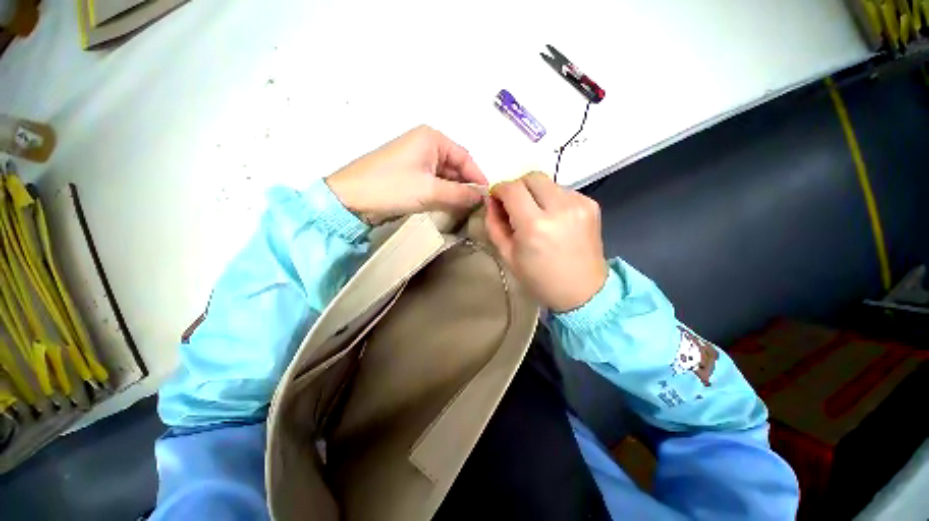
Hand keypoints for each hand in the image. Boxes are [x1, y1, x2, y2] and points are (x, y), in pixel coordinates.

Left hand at [326, 126, 487, 224]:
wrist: (350, 198)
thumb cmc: (391, 187)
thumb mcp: (430, 191)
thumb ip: (460, 195)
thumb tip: (483, 198)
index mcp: (432, 138)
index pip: (465, 158)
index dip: (477, 177)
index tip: (487, 198)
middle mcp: (426, 144)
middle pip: (456, 167)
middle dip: (466, 186)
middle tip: (478, 208)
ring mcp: (417, 159)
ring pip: (445, 176)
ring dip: (455, 192)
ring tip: (467, 210)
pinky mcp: (410, 174)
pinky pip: (434, 182)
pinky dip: (443, 194)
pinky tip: (450, 207)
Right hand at [486, 172, 607, 311]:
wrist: (583, 291)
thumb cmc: (540, 279)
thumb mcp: (507, 256)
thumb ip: (494, 225)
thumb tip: (491, 202)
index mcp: (534, 225)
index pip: (511, 188)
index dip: (499, 190)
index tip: (497, 200)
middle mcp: (559, 208)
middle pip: (531, 177)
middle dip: (517, 187)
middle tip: (515, 206)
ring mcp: (579, 204)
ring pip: (548, 183)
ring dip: (535, 194)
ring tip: (536, 215)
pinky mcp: (591, 205)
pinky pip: (563, 191)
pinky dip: (552, 200)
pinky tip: (554, 219)